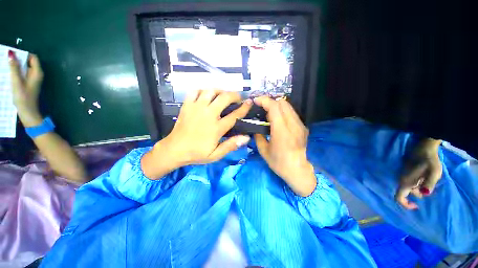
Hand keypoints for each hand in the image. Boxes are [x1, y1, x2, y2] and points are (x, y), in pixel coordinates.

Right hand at [8, 51, 42, 126]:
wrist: (28, 112)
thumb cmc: (23, 97)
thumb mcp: (17, 81)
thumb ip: (14, 68)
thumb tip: (11, 54)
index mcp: (37, 73)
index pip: (32, 57)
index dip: (23, 54)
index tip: (12, 54)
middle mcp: (37, 74)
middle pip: (28, 62)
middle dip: (18, 59)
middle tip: (6, 58)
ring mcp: (33, 79)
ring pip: (24, 68)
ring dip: (16, 66)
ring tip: (6, 65)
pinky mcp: (28, 84)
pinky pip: (22, 74)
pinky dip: (16, 72)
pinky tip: (8, 73)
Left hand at [156, 90, 251, 164]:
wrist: (174, 150)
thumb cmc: (196, 153)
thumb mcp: (215, 155)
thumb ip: (231, 145)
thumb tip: (246, 137)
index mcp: (216, 128)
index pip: (234, 115)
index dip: (244, 108)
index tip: (250, 102)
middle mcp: (208, 114)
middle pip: (224, 98)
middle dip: (234, 95)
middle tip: (238, 97)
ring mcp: (196, 108)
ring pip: (211, 91)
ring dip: (220, 91)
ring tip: (224, 95)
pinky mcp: (187, 105)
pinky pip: (195, 91)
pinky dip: (203, 90)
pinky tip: (207, 95)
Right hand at [254, 96, 315, 196]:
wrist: (298, 170)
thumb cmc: (278, 163)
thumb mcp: (263, 150)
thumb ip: (258, 135)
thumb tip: (255, 126)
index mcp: (281, 131)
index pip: (274, 107)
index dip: (264, 101)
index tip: (256, 101)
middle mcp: (293, 125)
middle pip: (283, 103)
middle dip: (270, 101)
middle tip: (261, 107)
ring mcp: (300, 125)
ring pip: (288, 106)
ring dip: (276, 106)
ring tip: (268, 113)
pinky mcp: (303, 127)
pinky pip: (291, 113)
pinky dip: (282, 112)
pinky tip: (277, 120)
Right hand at [395, 138, 441, 209]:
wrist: (424, 147)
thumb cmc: (430, 160)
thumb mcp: (434, 173)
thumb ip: (429, 184)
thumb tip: (425, 194)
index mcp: (406, 181)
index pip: (399, 197)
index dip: (405, 204)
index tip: (416, 206)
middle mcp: (401, 179)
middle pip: (406, 193)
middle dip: (418, 193)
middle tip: (429, 187)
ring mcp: (402, 175)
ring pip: (409, 187)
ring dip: (418, 187)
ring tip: (429, 179)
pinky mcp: (405, 172)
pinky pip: (410, 182)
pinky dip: (417, 183)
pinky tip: (425, 176)